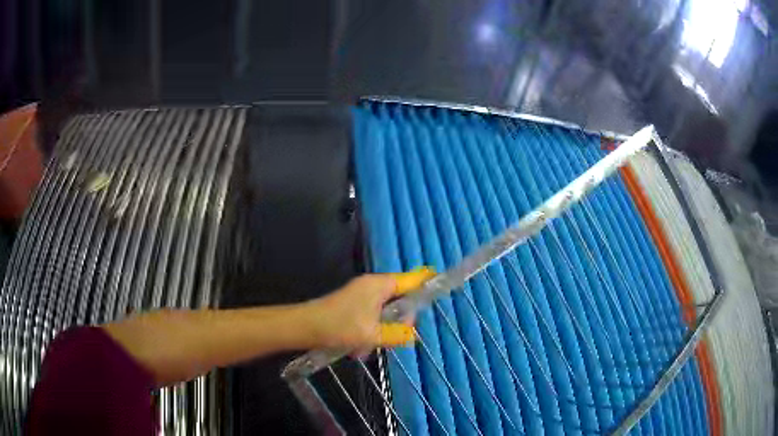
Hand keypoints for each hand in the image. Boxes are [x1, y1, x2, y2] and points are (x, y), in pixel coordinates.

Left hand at [308, 267, 435, 350]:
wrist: (304, 327)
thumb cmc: (339, 326)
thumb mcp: (371, 334)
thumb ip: (396, 335)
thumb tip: (413, 336)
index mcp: (380, 285)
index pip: (412, 279)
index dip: (428, 282)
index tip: (443, 287)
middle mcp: (372, 286)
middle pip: (401, 298)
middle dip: (400, 320)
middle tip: (398, 337)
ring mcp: (361, 296)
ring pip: (385, 312)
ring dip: (383, 330)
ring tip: (371, 346)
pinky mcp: (353, 307)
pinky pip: (371, 318)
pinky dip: (370, 332)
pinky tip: (360, 347)